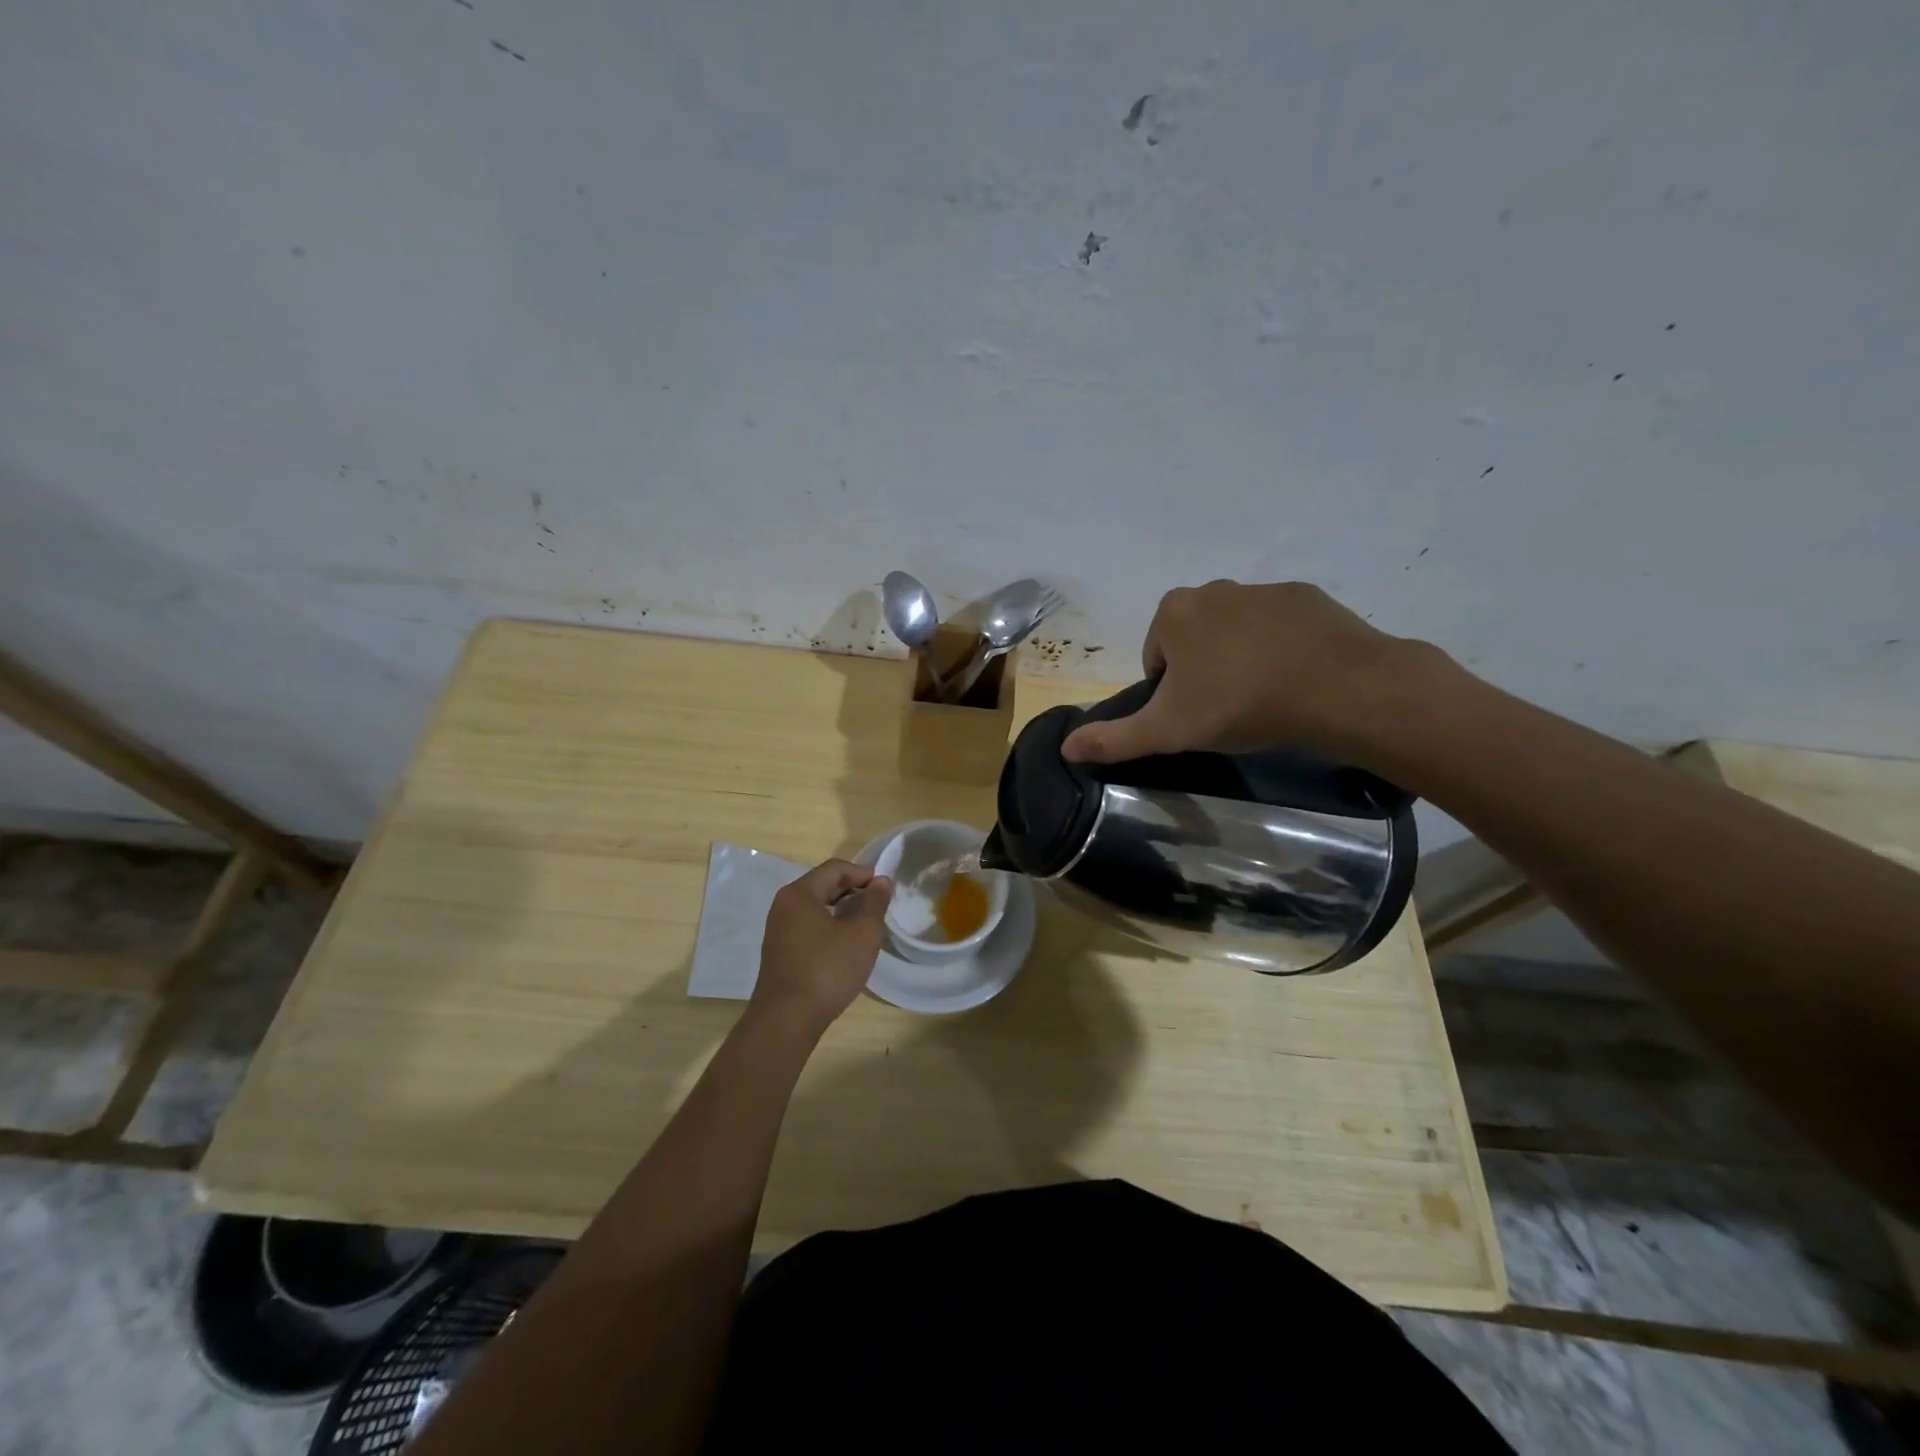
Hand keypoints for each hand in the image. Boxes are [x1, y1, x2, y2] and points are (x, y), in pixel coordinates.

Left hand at [750, 859, 892, 1036]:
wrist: (787, 1020)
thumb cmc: (827, 969)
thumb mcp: (862, 933)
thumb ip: (874, 903)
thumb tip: (881, 881)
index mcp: (799, 894)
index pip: (835, 869)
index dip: (863, 873)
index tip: (886, 888)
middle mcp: (784, 906)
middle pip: (823, 886)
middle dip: (854, 891)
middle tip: (880, 906)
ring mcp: (779, 931)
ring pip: (816, 908)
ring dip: (843, 910)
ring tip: (867, 925)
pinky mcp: (781, 953)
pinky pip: (809, 927)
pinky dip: (830, 927)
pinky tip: (846, 945)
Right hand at [1061, 580, 1430, 765]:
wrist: (1339, 688)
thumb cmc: (1240, 704)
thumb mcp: (1168, 730)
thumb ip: (1114, 738)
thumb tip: (1065, 747)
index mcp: (1175, 613)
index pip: (1156, 657)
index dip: (1170, 692)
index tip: (1195, 716)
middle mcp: (1214, 589)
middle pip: (1194, 641)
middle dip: (1204, 672)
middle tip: (1227, 710)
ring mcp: (1264, 589)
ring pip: (1236, 632)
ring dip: (1241, 660)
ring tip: (1264, 698)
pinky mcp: (1307, 597)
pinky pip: (1279, 627)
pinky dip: (1280, 649)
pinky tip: (1296, 679)